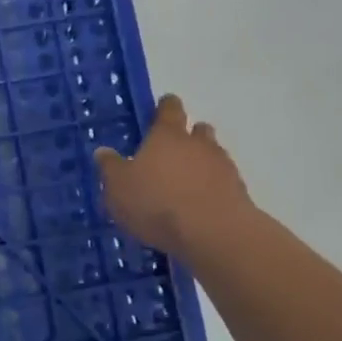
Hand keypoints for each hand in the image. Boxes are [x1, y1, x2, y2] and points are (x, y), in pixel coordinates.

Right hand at [94, 95, 253, 262]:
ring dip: (200, 163)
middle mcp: (198, 143)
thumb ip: (110, 167)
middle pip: (197, 129)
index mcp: (167, 135)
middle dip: (187, 136)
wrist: (214, 233)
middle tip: (170, 152)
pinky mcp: (238, 192)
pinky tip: (198, 206)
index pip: (169, 109)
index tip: (160, 110)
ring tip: (183, 184)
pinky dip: (211, 188)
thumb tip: (103, 151)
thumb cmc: (157, 203)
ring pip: (212, 155)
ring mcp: (222, 166)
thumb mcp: (118, 187)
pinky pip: (221, 182)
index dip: (164, 107)